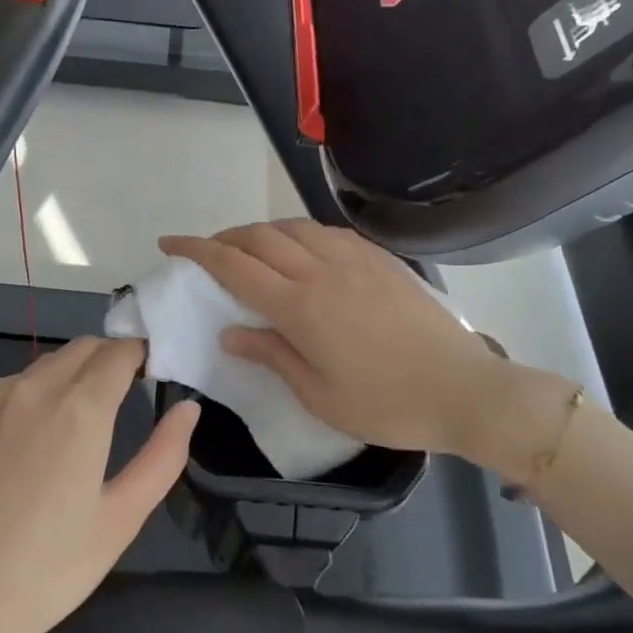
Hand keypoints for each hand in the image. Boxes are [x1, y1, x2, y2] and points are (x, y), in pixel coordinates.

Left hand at [0, 338, 198, 632]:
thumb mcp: (121, 518)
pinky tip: (47, 429)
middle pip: (84, 348)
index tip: (160, 373)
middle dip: (114, 358)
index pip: (120, 353)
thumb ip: (163, 456)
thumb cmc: (48, 570)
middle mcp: (36, 390)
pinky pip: (19, 382)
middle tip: (134, 392)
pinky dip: (45, 385)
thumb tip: (188, 409)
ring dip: (79, 369)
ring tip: (94, 413)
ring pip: (50, 362)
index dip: (145, 355)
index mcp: (79, 409)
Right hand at [159, 222, 506, 457]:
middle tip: (207, 252)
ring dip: (262, 231)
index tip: (169, 243)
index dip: (196, 250)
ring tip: (250, 249)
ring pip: (295, 227)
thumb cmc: (386, 405)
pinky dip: (301, 233)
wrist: (463, 390)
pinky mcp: (382, 261)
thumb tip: (230, 331)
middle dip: (224, 237)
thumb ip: (271, 355)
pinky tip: (302, 248)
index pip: (234, 265)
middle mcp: (322, 271)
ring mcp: (356, 260)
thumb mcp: (318, 395)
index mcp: (300, 307)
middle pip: (260, 237)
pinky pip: (329, 233)